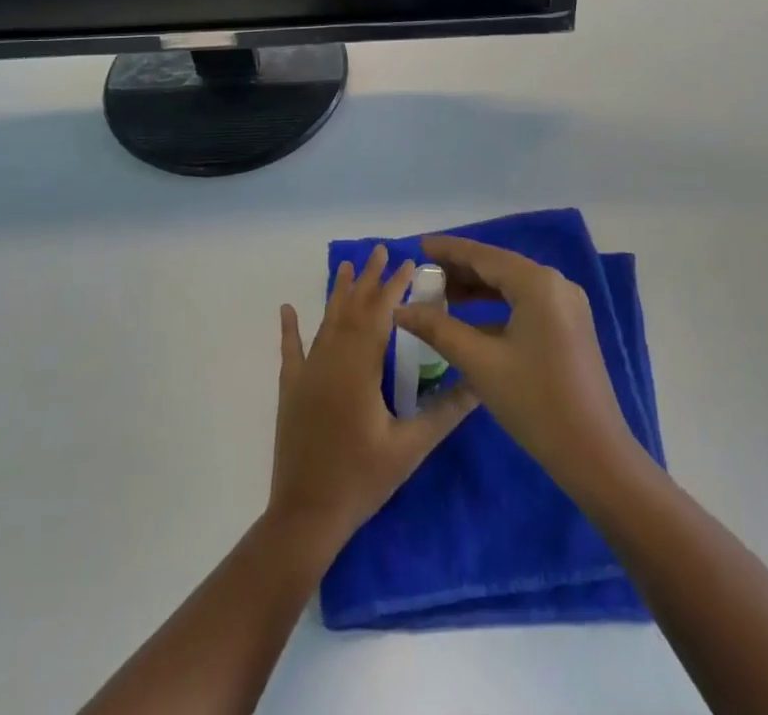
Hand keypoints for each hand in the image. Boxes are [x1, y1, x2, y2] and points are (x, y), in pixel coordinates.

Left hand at [269, 244, 476, 558]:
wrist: (305, 517)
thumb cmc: (361, 480)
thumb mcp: (410, 448)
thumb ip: (445, 413)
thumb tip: (480, 385)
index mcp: (361, 369)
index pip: (381, 315)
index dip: (395, 286)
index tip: (409, 262)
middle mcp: (332, 360)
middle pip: (353, 309)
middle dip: (369, 279)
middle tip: (381, 250)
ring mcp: (308, 374)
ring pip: (327, 322)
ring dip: (339, 293)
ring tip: (348, 265)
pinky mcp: (292, 390)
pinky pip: (290, 351)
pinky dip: (290, 328)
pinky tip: (287, 308)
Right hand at [393, 236, 642, 493]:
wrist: (594, 453)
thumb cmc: (534, 402)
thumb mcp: (480, 363)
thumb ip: (438, 329)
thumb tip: (401, 309)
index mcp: (537, 282)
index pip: (483, 255)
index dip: (448, 250)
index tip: (419, 244)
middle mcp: (555, 283)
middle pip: (499, 267)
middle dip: (461, 269)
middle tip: (424, 275)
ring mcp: (567, 305)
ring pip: (513, 285)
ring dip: (478, 289)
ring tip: (441, 295)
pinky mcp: (570, 326)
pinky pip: (527, 303)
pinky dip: (498, 307)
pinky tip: (474, 321)